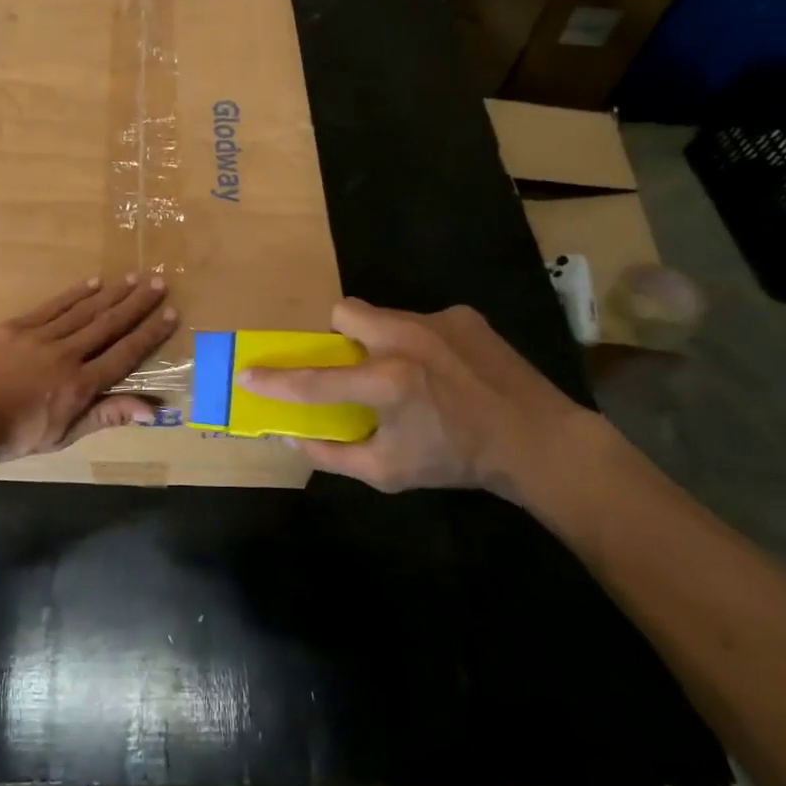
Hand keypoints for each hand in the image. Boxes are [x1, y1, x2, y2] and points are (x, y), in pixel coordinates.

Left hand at [0, 274, 177, 464]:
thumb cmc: (11, 436)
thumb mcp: (62, 436)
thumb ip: (105, 416)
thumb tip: (152, 411)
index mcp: (80, 385)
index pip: (124, 355)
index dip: (149, 334)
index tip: (170, 313)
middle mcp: (66, 355)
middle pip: (108, 325)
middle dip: (136, 304)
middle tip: (158, 282)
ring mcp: (40, 337)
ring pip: (83, 311)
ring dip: (111, 294)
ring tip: (132, 278)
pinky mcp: (15, 327)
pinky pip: (51, 307)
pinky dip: (73, 294)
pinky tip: (91, 283)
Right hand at [239, 298, 599, 503]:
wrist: (538, 441)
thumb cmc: (456, 460)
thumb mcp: (389, 472)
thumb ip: (333, 455)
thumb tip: (291, 438)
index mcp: (387, 383)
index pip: (315, 381)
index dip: (275, 380)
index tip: (247, 375)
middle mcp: (406, 340)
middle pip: (343, 312)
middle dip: (337, 337)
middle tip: (354, 366)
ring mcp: (436, 321)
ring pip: (381, 315)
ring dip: (378, 340)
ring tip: (406, 372)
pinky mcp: (462, 315)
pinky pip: (419, 320)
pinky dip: (417, 342)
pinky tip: (443, 369)